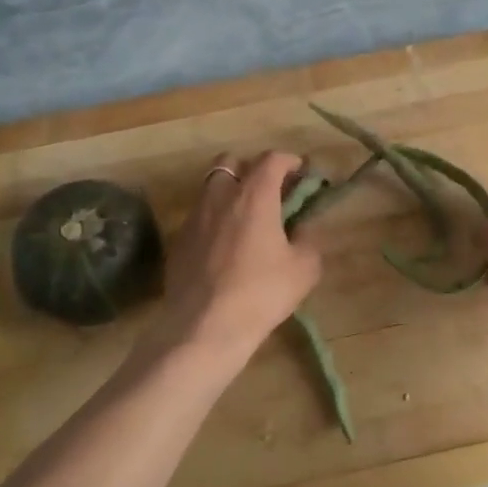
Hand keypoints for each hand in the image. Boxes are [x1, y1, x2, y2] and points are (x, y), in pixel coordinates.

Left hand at [151, 151, 321, 370]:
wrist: (204, 327)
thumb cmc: (261, 293)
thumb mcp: (304, 269)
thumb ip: (309, 240)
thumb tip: (303, 229)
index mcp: (254, 195)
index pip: (272, 159)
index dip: (290, 161)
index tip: (302, 173)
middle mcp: (221, 196)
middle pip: (232, 161)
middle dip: (252, 168)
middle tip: (269, 191)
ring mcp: (194, 216)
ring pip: (211, 187)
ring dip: (230, 193)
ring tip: (247, 219)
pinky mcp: (178, 240)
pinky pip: (199, 216)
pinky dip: (215, 220)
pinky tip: (225, 247)